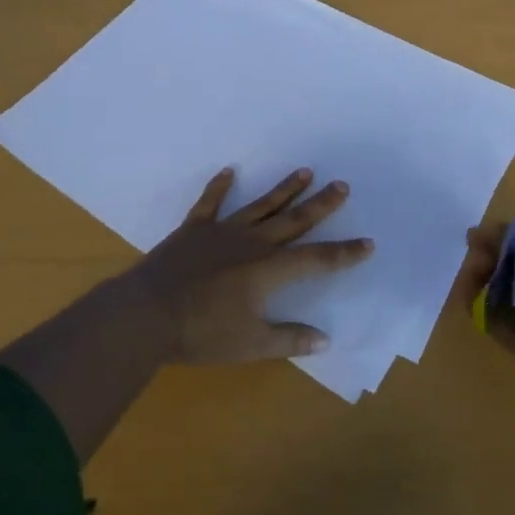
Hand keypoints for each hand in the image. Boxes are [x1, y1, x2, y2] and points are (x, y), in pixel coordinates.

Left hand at [111, 167, 373, 364]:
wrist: (145, 314)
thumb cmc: (201, 333)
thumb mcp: (251, 344)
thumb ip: (289, 338)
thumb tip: (325, 339)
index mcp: (269, 269)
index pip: (317, 259)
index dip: (344, 253)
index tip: (368, 243)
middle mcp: (251, 243)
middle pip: (293, 220)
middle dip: (321, 204)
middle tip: (342, 185)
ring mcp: (221, 232)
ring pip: (260, 206)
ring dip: (284, 189)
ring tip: (305, 171)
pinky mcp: (193, 230)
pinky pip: (210, 203)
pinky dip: (220, 187)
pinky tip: (230, 171)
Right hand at [454, 199, 514, 408]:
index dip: (506, 234)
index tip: (483, 232)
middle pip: (510, 263)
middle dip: (490, 252)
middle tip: (477, 250)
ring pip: (497, 289)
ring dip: (480, 275)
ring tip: (474, 271)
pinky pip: (492, 320)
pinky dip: (477, 305)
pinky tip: (468, 292)